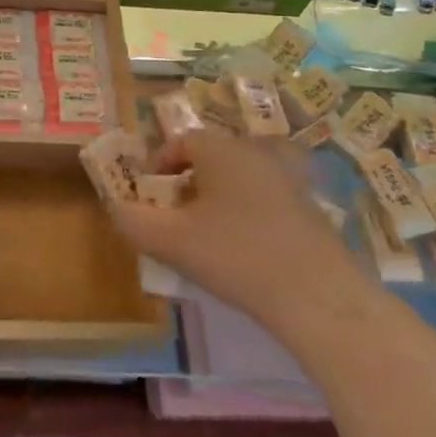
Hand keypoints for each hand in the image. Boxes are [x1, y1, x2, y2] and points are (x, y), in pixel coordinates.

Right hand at [108, 131, 367, 334]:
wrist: (318, 296)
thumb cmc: (236, 256)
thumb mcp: (171, 241)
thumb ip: (133, 221)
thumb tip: (117, 208)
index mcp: (221, 149)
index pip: (182, 140)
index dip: (160, 164)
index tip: (150, 195)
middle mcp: (256, 152)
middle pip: (213, 156)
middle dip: (189, 181)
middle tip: (176, 216)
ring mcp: (290, 178)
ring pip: (241, 176)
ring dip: (220, 197)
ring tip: (208, 233)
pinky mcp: (312, 207)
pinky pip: (267, 198)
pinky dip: (249, 212)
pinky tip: (245, 249)